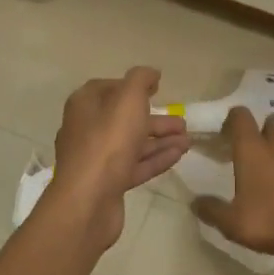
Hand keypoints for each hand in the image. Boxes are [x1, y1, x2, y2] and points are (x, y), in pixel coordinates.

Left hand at [43, 67, 190, 252]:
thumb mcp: (128, 99)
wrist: (88, 201)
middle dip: (155, 119)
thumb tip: (151, 73)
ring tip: (188, 140)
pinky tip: (179, 155)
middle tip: (183, 122)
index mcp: (85, 105)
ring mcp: (96, 159)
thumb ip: (141, 80)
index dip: (133, 87)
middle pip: (124, 118)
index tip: (158, 89)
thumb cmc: (108, 142)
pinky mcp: (107, 183)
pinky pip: (135, 165)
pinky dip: (156, 158)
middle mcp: (86, 129)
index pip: (108, 88)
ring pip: (132, 143)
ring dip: (161, 139)